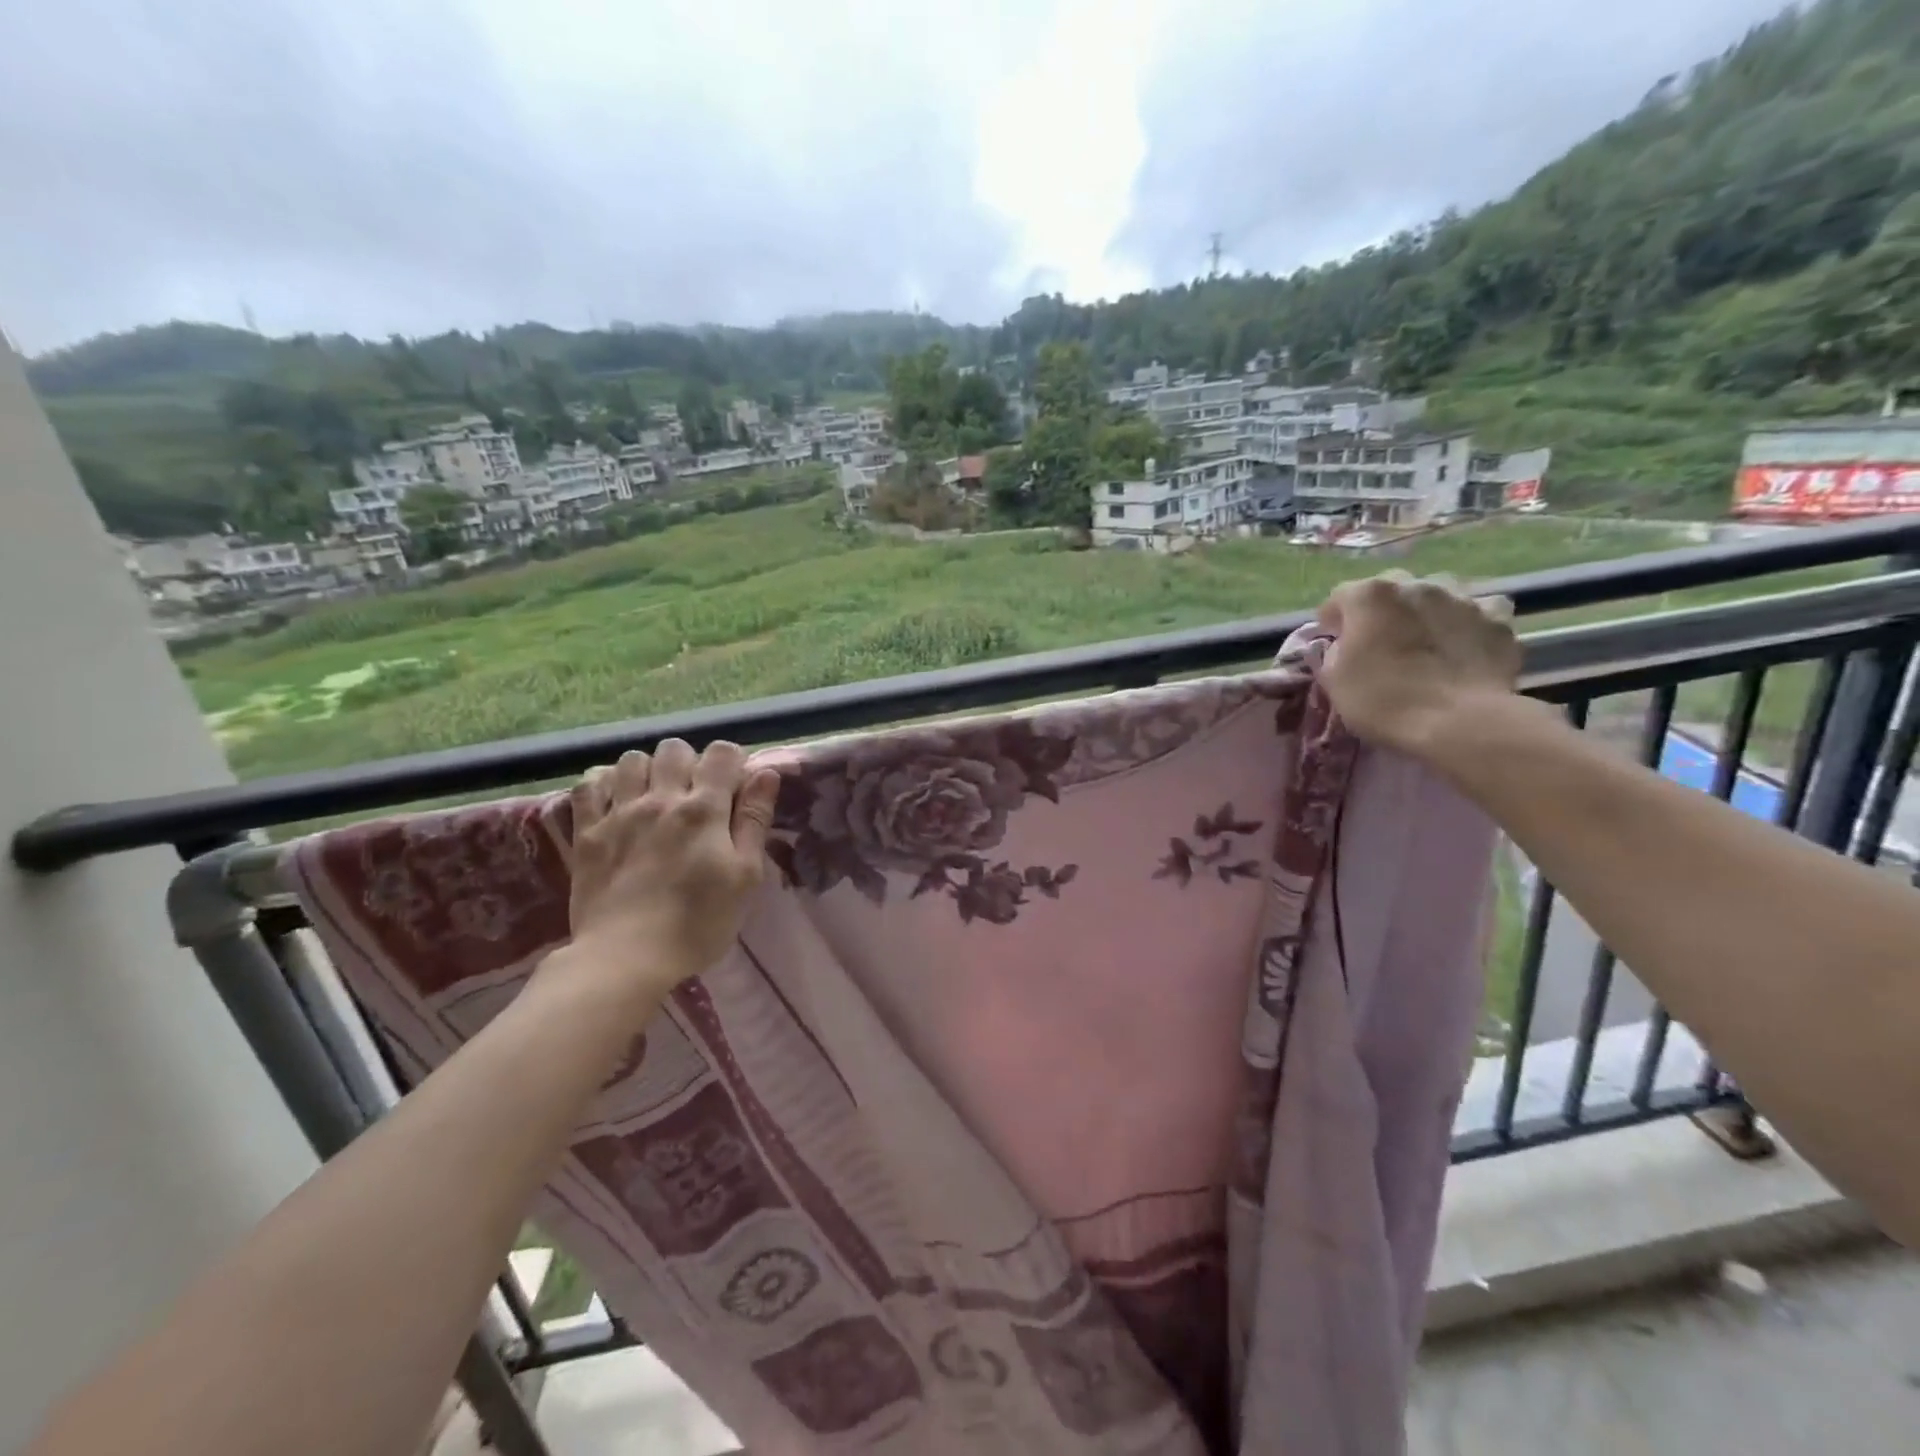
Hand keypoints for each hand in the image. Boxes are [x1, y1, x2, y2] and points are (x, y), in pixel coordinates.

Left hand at [562, 739, 781, 998]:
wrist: (625, 958)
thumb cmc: (699, 922)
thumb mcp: (745, 876)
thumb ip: (754, 820)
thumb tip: (766, 773)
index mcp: (705, 809)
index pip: (722, 753)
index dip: (733, 762)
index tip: (734, 788)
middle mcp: (661, 799)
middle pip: (675, 748)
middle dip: (690, 763)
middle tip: (695, 796)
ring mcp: (618, 813)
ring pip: (632, 759)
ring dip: (648, 770)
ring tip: (655, 798)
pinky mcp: (586, 832)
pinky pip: (589, 784)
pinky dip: (605, 783)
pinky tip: (617, 802)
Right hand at [1317, 572, 1522, 758]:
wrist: (1460, 723)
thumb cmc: (1384, 701)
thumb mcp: (1335, 682)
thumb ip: (1335, 653)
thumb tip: (1345, 646)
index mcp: (1370, 596)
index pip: (1340, 596)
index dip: (1334, 621)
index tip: (1335, 642)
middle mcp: (1415, 585)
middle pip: (1390, 588)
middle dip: (1381, 610)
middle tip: (1380, 641)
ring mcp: (1461, 598)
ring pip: (1437, 593)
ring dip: (1425, 610)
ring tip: (1425, 640)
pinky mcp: (1498, 620)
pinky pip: (1478, 611)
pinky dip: (1467, 623)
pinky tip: (1464, 644)